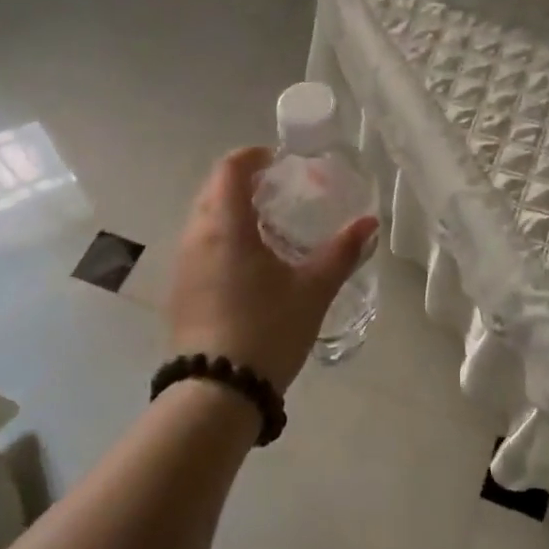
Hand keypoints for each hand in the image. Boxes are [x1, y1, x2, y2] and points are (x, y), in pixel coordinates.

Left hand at [168, 147, 378, 393]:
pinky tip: (248, 265)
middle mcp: (195, 236)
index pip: (230, 169)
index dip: (253, 156)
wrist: (217, 392)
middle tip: (279, 192)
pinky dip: (221, 238)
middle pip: (213, 190)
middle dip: (243, 182)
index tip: (279, 160)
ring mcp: (182, 264)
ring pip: (203, 219)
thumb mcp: (313, 290)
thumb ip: (342, 251)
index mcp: (226, 226)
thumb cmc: (267, 329)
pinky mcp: (179, 290)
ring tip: (268, 228)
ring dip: (231, 212)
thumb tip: (369, 223)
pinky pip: (199, 246)